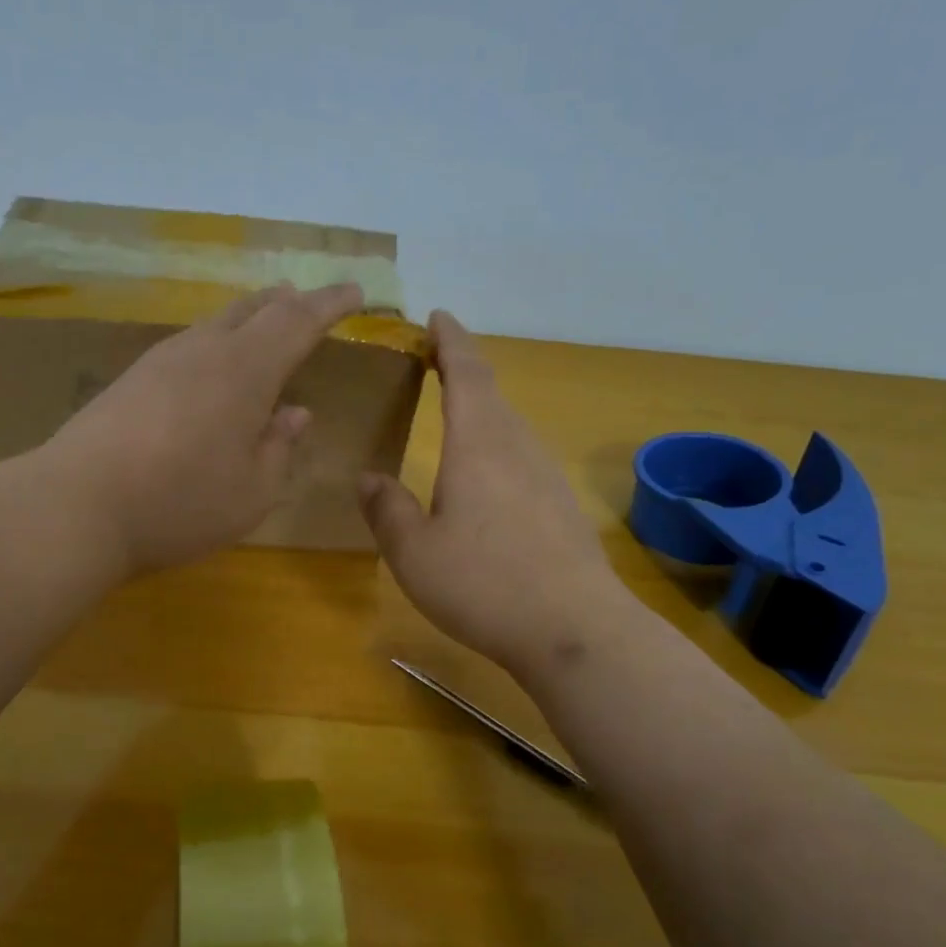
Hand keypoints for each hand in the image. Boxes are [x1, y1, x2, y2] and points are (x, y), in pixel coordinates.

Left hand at [45, 283, 363, 575]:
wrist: (76, 506)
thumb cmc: (180, 502)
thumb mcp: (252, 491)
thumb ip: (280, 448)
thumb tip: (295, 414)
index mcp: (245, 370)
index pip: (298, 320)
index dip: (330, 304)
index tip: (356, 292)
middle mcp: (204, 351)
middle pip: (253, 309)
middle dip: (287, 303)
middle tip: (306, 302)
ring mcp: (160, 361)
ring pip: (215, 324)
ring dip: (248, 320)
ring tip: (263, 326)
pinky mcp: (130, 380)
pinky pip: (188, 346)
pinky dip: (215, 345)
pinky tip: (210, 369)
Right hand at [358, 311, 629, 684]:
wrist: (575, 631)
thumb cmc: (484, 584)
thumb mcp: (414, 552)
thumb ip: (387, 509)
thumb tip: (369, 478)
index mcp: (478, 444)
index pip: (466, 373)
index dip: (450, 340)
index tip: (438, 316)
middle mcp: (517, 448)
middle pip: (491, 393)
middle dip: (462, 371)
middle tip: (432, 365)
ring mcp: (546, 477)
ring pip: (509, 427)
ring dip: (480, 410)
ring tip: (453, 417)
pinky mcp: (562, 507)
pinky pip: (522, 458)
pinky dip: (496, 447)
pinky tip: (484, 480)